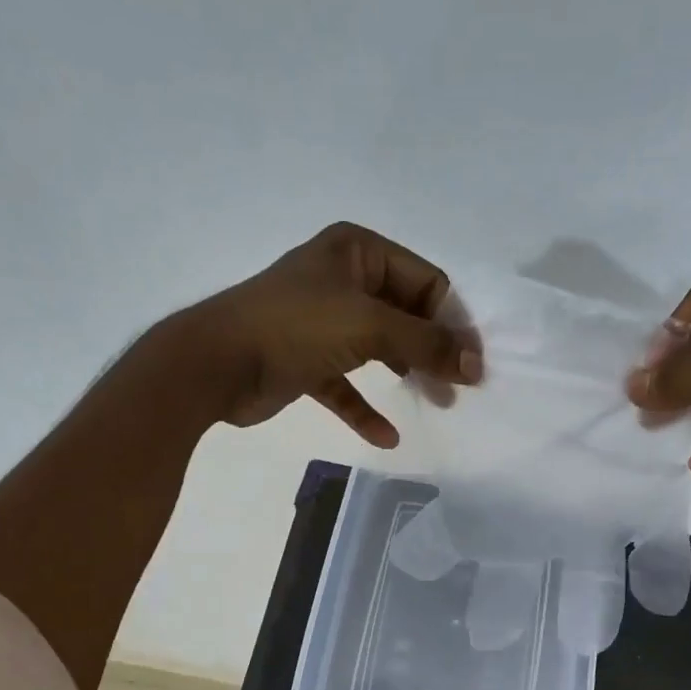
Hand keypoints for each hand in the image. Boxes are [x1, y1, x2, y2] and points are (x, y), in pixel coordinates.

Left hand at [177, 222, 481, 447]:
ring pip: (380, 349)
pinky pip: (347, 385)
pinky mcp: (307, 361)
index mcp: (358, 252)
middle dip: (434, 350)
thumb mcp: (369, 326)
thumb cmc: (294, 327)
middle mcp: (343, 280)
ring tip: (438, 403)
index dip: (453, 321)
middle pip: (406, 315)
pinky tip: (387, 437)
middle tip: (459, 387)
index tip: (472, 364)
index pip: (426, 282)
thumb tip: (475, 364)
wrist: (215, 363)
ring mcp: (323, 321)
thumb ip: (426, 343)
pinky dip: (366, 409)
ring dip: (408, 375)